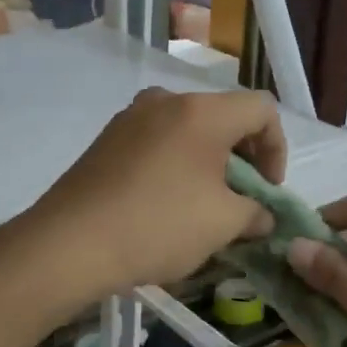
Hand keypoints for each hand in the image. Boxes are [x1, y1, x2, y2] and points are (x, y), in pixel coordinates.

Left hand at [24, 88, 285, 298]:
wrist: (69, 245)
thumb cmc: (158, 226)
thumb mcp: (223, 224)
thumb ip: (255, 213)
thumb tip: (262, 215)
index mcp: (202, 111)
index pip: (262, 109)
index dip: (277, 148)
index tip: (267, 190)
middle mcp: (166, 101)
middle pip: (224, 116)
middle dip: (243, 157)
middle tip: (241, 199)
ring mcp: (130, 118)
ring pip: (188, 130)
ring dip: (208, 162)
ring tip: (204, 205)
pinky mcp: (106, 140)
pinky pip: (157, 142)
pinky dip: (176, 165)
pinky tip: (166, 204)